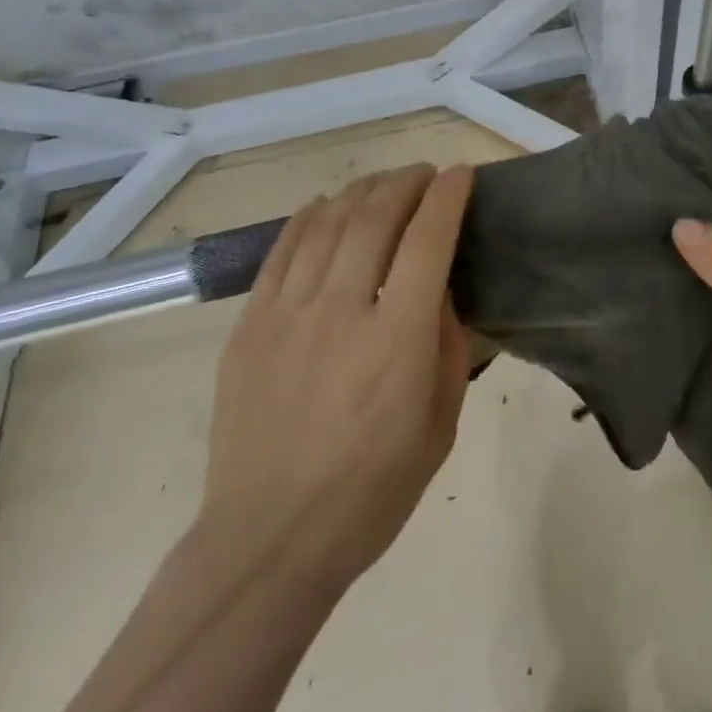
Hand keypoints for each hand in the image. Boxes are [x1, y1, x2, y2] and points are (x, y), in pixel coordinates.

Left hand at [197, 164, 474, 593]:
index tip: (461, 174)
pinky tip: (326, 206)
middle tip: (423, 173)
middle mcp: (342, 312)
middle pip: (375, 218)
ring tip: (381, 184)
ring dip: (361, 192)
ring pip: (327, 224)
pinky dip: (309, 217)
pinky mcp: (251, 324)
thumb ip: (447, 348)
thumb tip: (440, 292)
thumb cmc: (371, 492)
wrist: (270, 538)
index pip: (428, 241)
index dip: (448, 197)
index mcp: (398, 341)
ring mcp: (288, 314)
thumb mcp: (440, 426)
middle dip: (405, 183)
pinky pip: (282, 251)